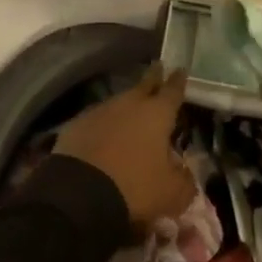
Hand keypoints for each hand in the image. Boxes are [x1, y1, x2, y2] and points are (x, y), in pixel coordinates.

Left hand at [56, 64, 195, 232]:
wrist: (80, 192)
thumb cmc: (135, 187)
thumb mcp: (172, 193)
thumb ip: (184, 179)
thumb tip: (183, 172)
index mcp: (157, 113)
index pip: (172, 90)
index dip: (178, 81)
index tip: (180, 69)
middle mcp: (129, 104)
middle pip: (144, 85)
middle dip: (153, 78)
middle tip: (158, 67)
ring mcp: (100, 110)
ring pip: (119, 101)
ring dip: (127, 104)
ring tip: (132, 110)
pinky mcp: (77, 123)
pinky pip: (97, 119)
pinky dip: (104, 124)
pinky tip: (104, 135)